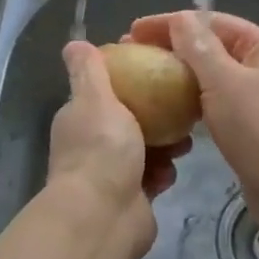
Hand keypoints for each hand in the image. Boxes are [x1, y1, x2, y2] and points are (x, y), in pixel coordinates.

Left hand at [47, 42, 188, 258]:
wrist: (105, 215)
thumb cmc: (102, 149)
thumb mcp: (95, 99)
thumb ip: (89, 71)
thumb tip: (74, 43)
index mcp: (79, 119)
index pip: (104, 93)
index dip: (129, 82)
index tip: (157, 72)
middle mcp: (91, 145)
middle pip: (129, 121)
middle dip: (156, 116)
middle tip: (181, 108)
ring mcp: (110, 173)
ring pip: (145, 150)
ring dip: (165, 146)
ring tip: (184, 143)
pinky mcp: (130, 198)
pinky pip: (152, 177)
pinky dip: (163, 174)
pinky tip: (172, 172)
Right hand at [127, 11, 258, 239]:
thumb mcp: (224, 81)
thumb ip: (199, 47)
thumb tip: (180, 19)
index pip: (211, 21)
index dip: (170, 23)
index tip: (132, 31)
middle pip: (212, 46)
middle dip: (172, 47)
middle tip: (132, 55)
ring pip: (213, 76)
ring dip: (180, 74)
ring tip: (145, 79)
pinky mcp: (252, 125)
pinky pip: (216, 102)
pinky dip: (193, 100)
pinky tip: (169, 108)